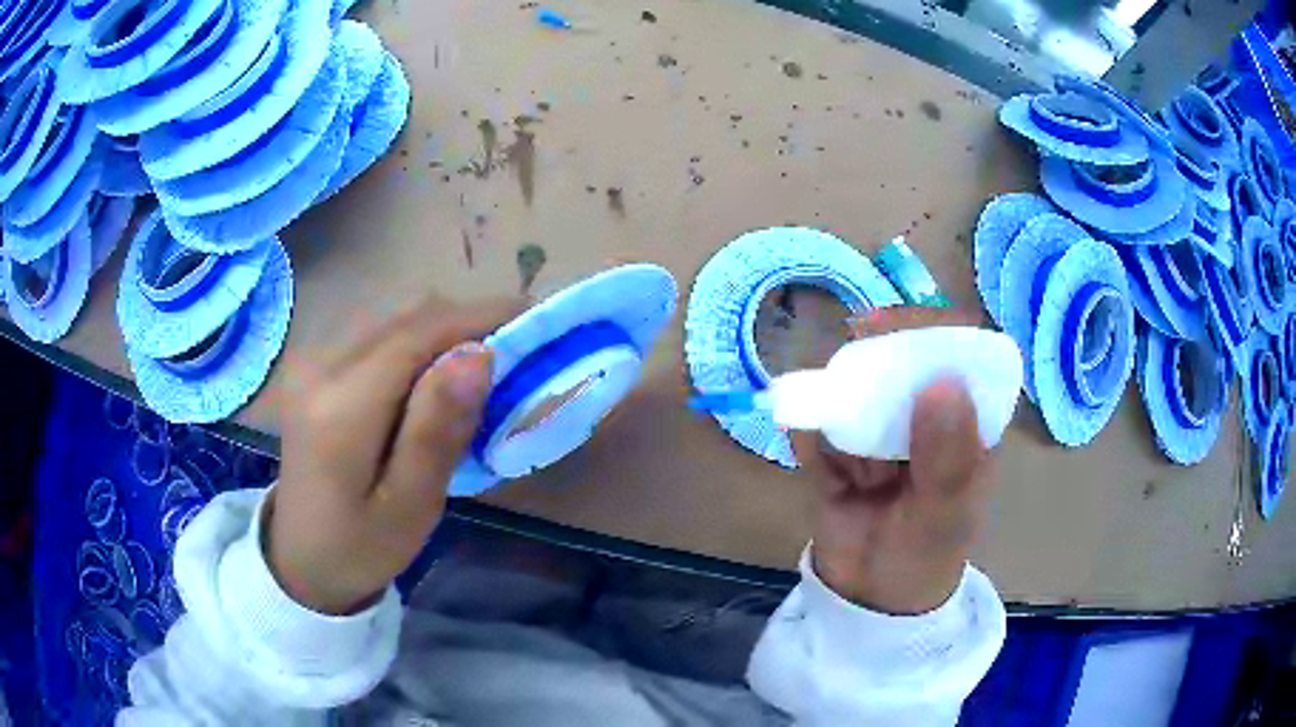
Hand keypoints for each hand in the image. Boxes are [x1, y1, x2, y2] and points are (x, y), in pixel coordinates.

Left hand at [269, 295, 520, 614]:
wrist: (301, 556)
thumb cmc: (361, 546)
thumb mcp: (411, 506)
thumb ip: (437, 430)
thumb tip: (479, 355)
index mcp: (341, 408)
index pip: (418, 335)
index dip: (479, 317)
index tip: (535, 318)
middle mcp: (320, 366)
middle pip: (406, 315)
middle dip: (467, 320)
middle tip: (516, 349)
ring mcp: (312, 360)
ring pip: (393, 315)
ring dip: (443, 327)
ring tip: (482, 361)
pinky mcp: (314, 365)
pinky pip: (375, 329)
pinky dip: (416, 337)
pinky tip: (434, 371)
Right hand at [793, 307, 996, 614]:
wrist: (869, 599)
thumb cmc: (927, 556)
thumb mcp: (946, 515)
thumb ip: (947, 458)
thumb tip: (940, 381)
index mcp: (965, 415)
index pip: (955, 347)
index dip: (924, 327)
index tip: (885, 327)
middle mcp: (921, 410)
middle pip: (895, 355)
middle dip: (870, 374)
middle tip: (852, 393)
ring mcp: (877, 425)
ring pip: (848, 387)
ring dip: (843, 423)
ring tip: (861, 481)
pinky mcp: (836, 445)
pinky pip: (814, 424)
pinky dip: (812, 442)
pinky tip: (832, 481)